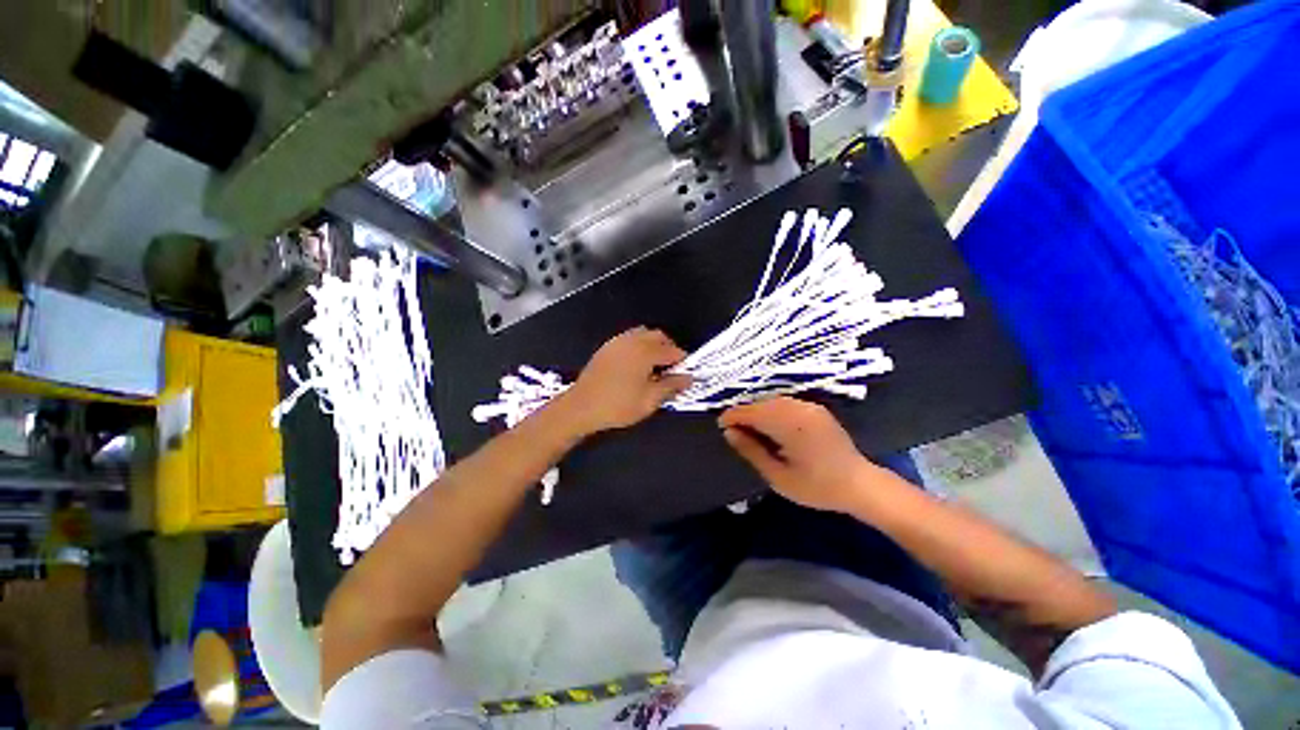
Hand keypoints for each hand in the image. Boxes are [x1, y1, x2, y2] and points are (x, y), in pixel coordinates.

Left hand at [555, 327, 691, 435]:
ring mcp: (617, 342)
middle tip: (670, 371)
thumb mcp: (649, 400)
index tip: (684, 376)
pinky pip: (629, 339)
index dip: (682, 362)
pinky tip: (635, 366)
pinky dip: (639, 346)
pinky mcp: (607, 347)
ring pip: (643, 335)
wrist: (581, 407)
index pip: (673, 351)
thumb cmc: (618, 405)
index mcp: (645, 352)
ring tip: (653, 368)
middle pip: (659, 336)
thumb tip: (689, 378)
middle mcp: (632, 340)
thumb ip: (671, 386)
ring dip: (653, 346)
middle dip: (668, 350)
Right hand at [719, 396, 902, 512]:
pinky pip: (785, 403)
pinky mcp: (816, 409)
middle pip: (761, 404)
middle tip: (732, 429)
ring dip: (757, 410)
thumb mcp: (778, 476)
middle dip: (744, 413)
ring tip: (747, 427)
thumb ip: (751, 451)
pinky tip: (767, 423)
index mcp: (789, 425)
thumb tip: (729, 433)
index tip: (720, 425)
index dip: (733, 416)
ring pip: (772, 401)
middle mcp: (799, 409)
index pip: (752, 412)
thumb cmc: (817, 487)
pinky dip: (771, 410)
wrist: (860, 485)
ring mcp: (809, 407)